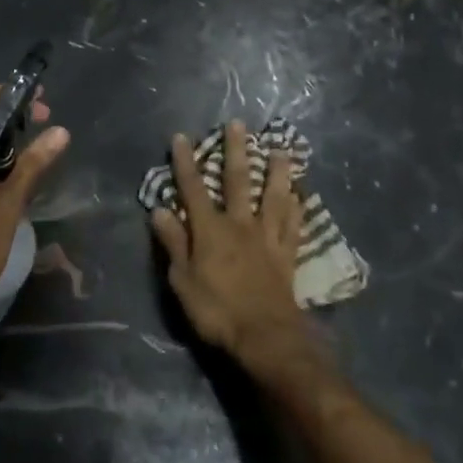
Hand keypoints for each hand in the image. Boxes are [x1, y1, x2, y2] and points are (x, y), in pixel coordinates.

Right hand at [150, 119, 308, 364]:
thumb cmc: (217, 310)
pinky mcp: (287, 256)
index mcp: (210, 230)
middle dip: (235, 151)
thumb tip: (160, 208)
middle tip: (237, 124)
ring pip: (273, 197)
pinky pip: (293, 226)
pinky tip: (302, 195)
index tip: (182, 136)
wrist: (266, 338)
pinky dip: (298, 209)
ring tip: (281, 150)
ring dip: (277, 172)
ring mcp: (267, 239)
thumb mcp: (182, 280)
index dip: (186, 162)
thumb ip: (173, 242)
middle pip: (238, 182)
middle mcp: (240, 225)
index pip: (193, 189)